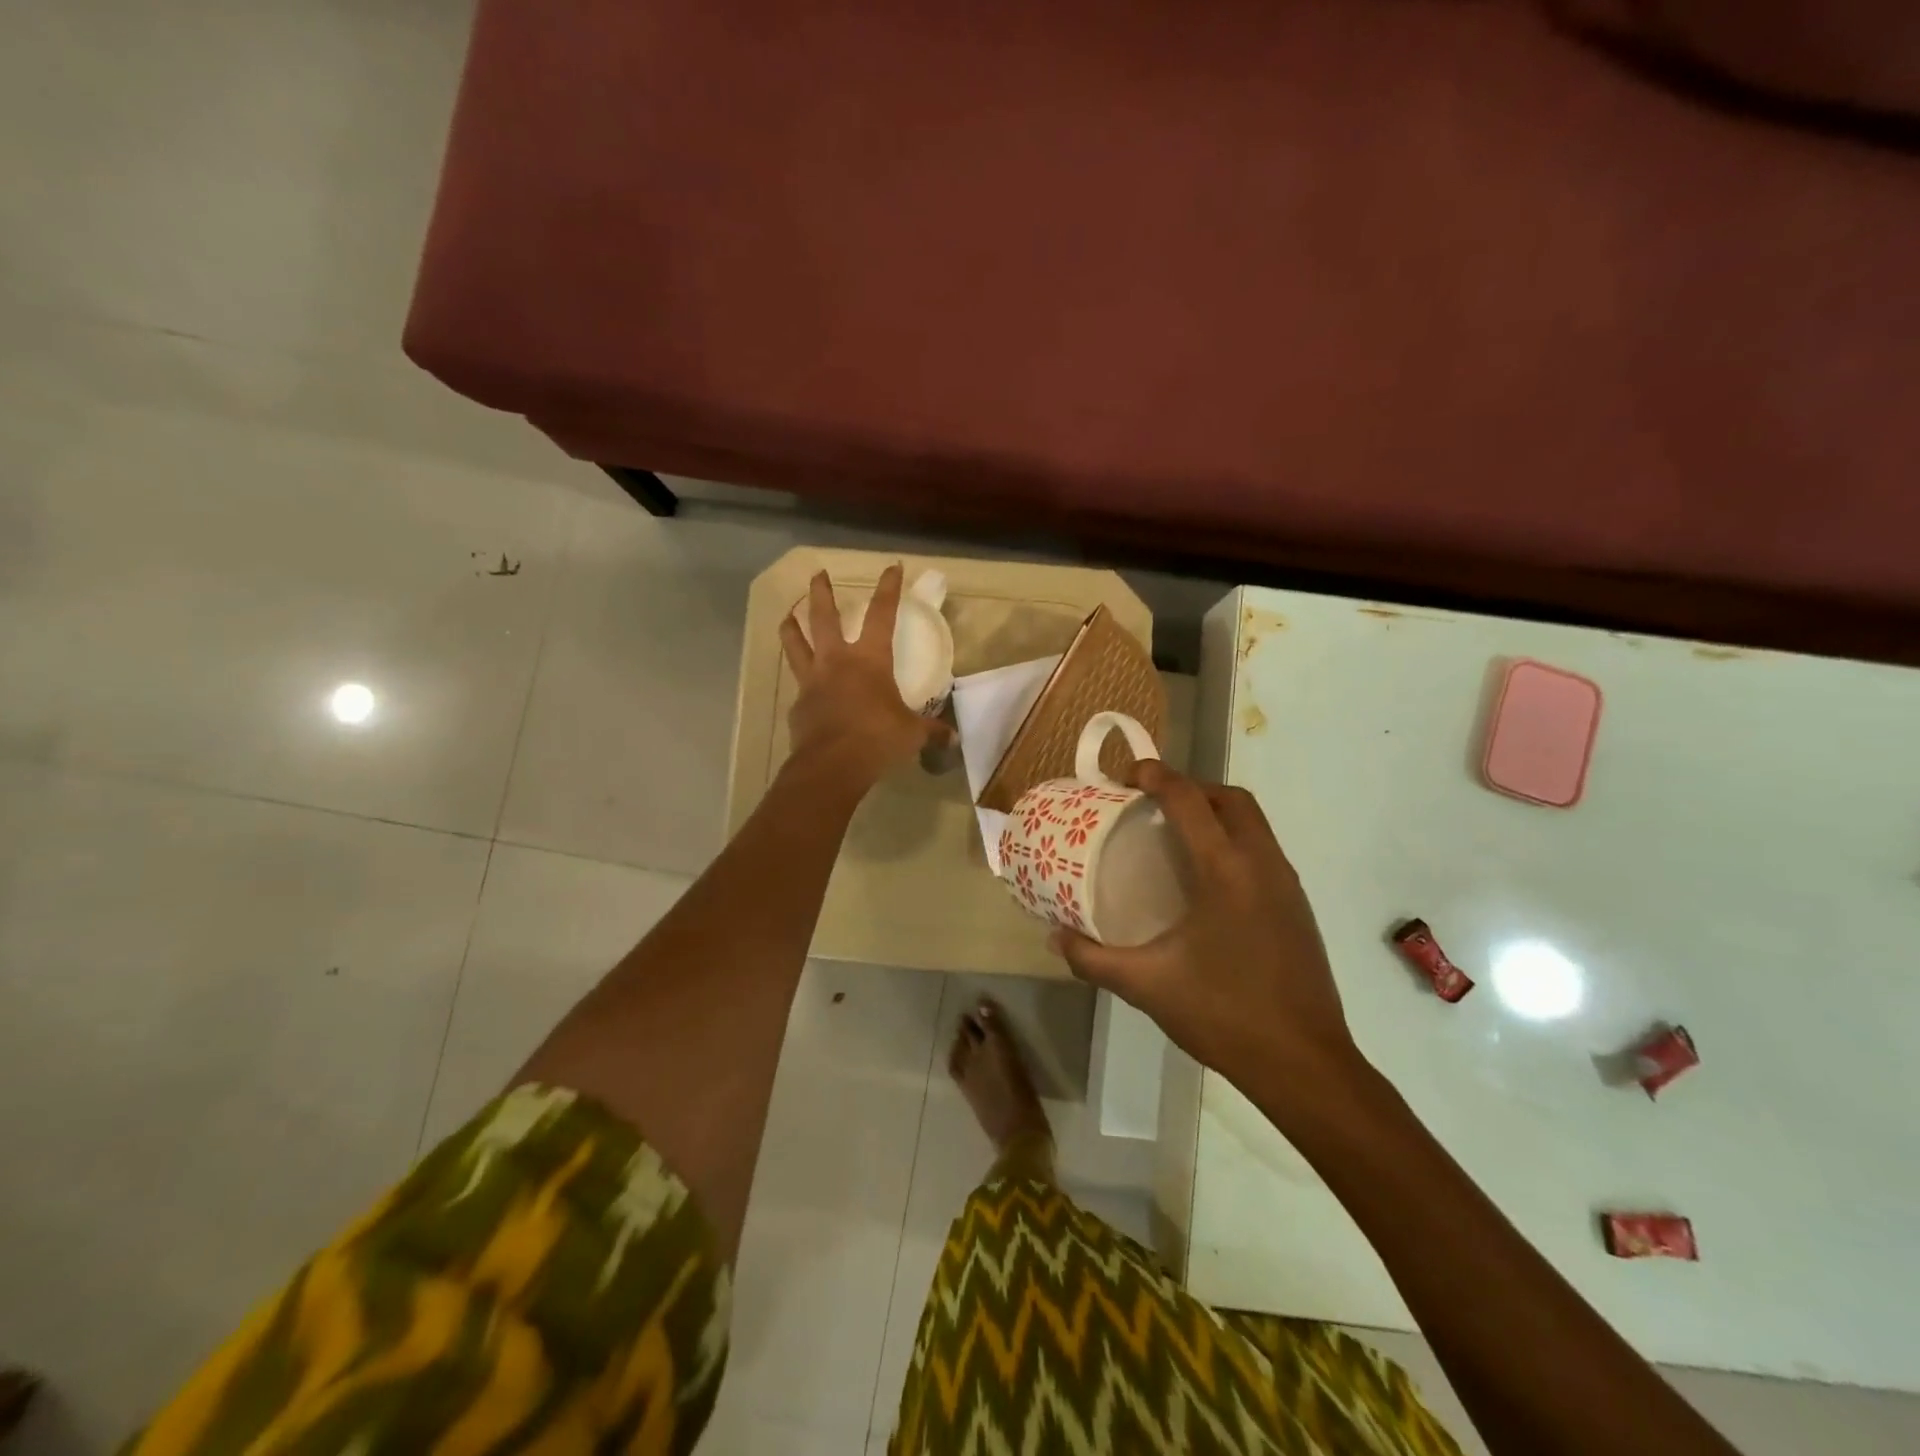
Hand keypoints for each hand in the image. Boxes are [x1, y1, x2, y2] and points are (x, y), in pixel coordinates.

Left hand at [778, 565, 948, 790]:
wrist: (832, 765)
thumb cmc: (878, 739)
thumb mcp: (912, 734)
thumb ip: (931, 731)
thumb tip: (953, 739)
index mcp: (870, 659)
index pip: (882, 614)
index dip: (888, 589)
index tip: (890, 567)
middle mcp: (837, 661)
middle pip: (824, 617)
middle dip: (821, 592)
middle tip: (817, 574)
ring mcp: (812, 681)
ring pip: (796, 644)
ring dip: (791, 626)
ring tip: (787, 615)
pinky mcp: (798, 705)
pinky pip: (798, 686)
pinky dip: (800, 681)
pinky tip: (802, 688)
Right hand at [1051, 763, 1366, 1109]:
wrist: (1305, 1064)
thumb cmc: (1223, 1014)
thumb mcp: (1147, 985)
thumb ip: (1094, 959)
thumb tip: (1055, 937)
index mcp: (1225, 870)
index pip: (1189, 800)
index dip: (1156, 776)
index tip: (1126, 776)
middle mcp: (1262, 864)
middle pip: (1230, 799)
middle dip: (1191, 787)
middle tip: (1152, 803)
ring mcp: (1287, 885)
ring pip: (1253, 823)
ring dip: (1215, 812)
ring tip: (1176, 835)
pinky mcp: (1297, 907)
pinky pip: (1263, 851)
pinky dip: (1234, 841)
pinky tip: (1207, 880)